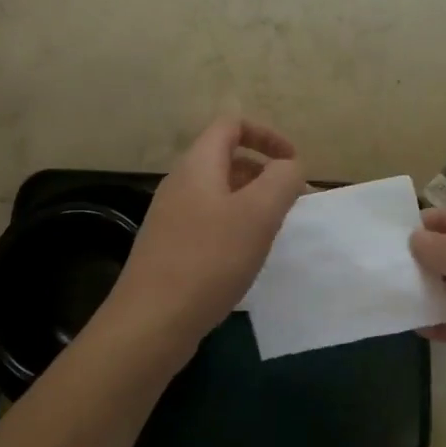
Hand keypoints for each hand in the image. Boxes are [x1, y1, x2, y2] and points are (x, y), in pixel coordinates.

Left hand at [110, 116, 305, 349]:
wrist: (151, 321)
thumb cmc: (209, 259)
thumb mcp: (258, 214)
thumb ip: (282, 180)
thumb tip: (290, 166)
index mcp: (198, 164)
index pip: (231, 125)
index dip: (267, 135)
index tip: (294, 164)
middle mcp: (180, 183)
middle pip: (227, 158)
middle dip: (265, 173)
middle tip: (292, 203)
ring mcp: (171, 216)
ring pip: (220, 192)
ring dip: (252, 202)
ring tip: (274, 231)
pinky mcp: (170, 246)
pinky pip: (210, 221)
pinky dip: (235, 226)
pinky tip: (246, 257)